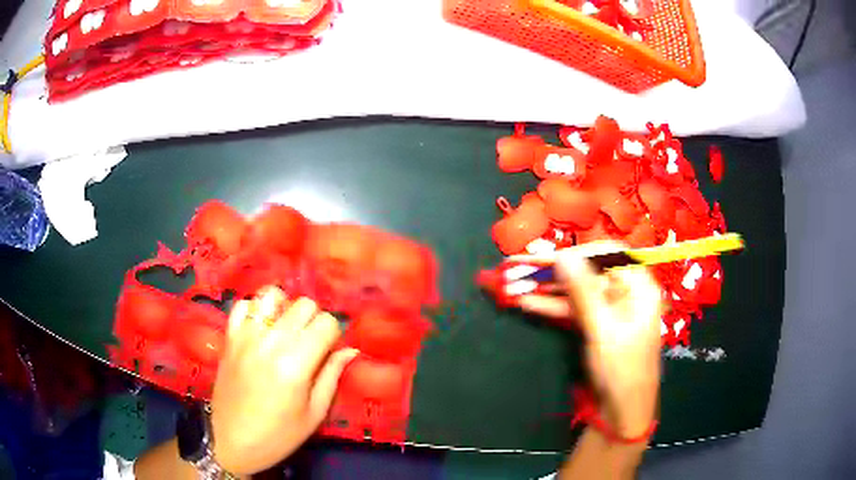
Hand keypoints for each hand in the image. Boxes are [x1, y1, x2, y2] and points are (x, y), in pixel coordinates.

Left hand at [210, 287, 358, 475]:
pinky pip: (243, 305)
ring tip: (284, 332)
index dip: (333, 336)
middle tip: (310, 345)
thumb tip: (350, 350)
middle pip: (304, 305)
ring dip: (285, 310)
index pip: (326, 323)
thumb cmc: (279, 435)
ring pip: (273, 295)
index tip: (328, 352)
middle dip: (314, 321)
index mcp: (296, 365)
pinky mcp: (229, 337)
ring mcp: (245, 336)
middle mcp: (270, 342)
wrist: (232, 441)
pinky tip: (260, 330)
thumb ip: (331, 376)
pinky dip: (256, 311)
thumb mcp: (314, 414)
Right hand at [517, 242, 662, 437]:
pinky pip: (576, 308)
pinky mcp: (598, 323)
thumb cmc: (621, 369)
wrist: (624, 409)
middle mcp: (626, 291)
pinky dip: (554, 307)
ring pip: (578, 291)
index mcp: (638, 286)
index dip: (578, 253)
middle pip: (589, 272)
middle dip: (556, 273)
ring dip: (549, 290)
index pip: (608, 255)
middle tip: (522, 269)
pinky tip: (529, 303)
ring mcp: (611, 308)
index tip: (549, 259)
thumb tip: (563, 256)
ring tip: (517, 286)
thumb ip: (582, 292)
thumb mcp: (602, 329)